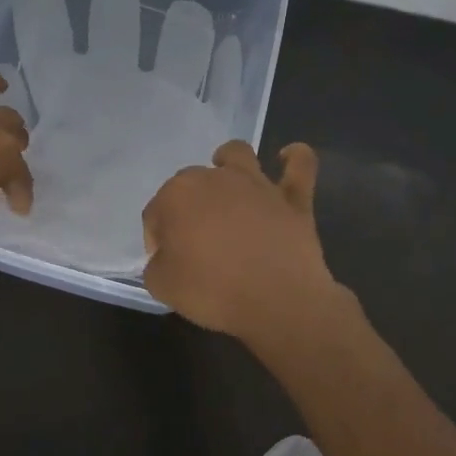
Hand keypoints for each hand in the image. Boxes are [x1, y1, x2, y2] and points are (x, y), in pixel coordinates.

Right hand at [142, 140, 341, 342]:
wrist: (277, 301)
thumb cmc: (213, 292)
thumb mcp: (163, 287)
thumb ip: (157, 266)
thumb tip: (167, 258)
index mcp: (176, 196)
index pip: (155, 213)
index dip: (157, 239)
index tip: (166, 263)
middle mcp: (213, 178)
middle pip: (190, 182)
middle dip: (187, 205)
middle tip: (194, 242)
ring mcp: (256, 184)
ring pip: (237, 154)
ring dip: (228, 161)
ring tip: (228, 180)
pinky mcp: (292, 197)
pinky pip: (299, 164)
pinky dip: (294, 158)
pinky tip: (287, 158)